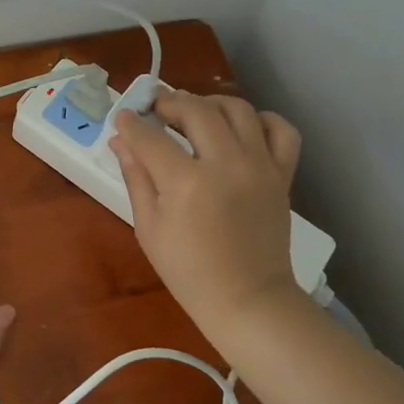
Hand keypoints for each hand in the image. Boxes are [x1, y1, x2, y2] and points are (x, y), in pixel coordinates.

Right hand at [109, 92, 305, 331]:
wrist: (248, 301)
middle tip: (156, 110)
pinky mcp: (282, 175)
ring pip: (237, 109)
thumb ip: (135, 177)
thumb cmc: (189, 271)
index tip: (123, 118)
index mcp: (186, 183)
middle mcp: (226, 165)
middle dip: (170, 102)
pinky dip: (262, 120)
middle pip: (196, 110)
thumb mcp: (149, 227)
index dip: (131, 124)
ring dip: (210, 103)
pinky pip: (281, 130)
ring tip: (195, 112)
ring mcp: (260, 167)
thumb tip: (120, 141)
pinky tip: (241, 128)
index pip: (150, 137)